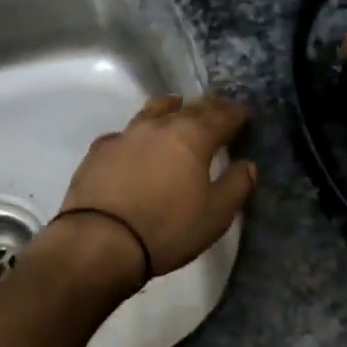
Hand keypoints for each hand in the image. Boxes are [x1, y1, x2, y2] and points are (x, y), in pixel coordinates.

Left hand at [56, 94, 256, 287]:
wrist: (99, 241)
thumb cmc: (167, 228)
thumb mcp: (215, 215)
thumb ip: (236, 185)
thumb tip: (247, 164)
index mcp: (193, 137)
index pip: (221, 116)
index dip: (235, 114)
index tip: (243, 114)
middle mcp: (160, 126)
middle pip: (188, 108)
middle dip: (206, 106)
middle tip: (216, 106)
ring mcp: (126, 135)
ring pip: (152, 111)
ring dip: (169, 108)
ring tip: (176, 106)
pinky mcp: (99, 151)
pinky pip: (124, 133)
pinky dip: (137, 134)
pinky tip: (135, 143)